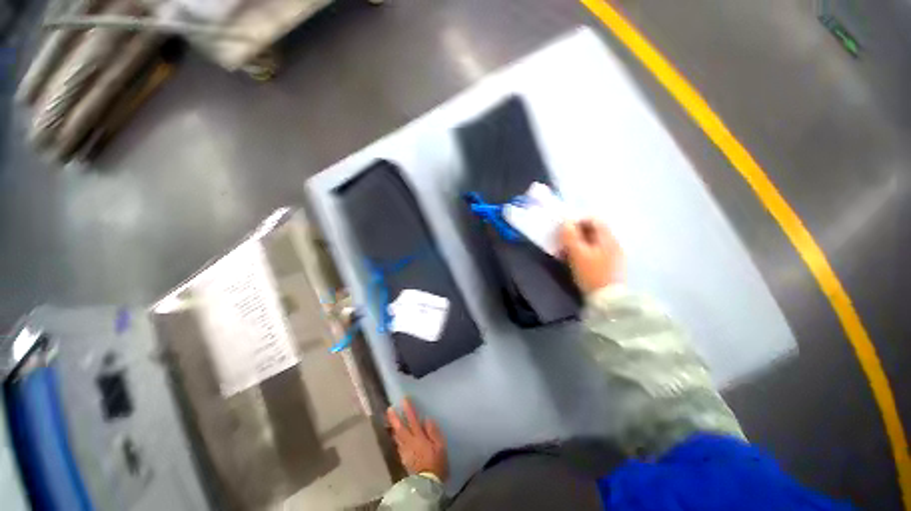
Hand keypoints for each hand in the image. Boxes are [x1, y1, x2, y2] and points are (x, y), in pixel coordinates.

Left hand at [386, 398, 448, 480]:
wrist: (428, 483)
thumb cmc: (437, 462)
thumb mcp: (440, 445)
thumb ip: (433, 431)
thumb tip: (427, 419)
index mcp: (419, 437)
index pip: (413, 420)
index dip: (408, 409)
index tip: (404, 399)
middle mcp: (409, 442)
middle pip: (400, 428)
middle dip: (394, 417)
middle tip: (389, 408)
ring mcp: (405, 451)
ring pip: (396, 436)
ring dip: (393, 426)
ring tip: (389, 419)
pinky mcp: (403, 458)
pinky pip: (398, 444)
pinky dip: (396, 437)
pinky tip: (395, 436)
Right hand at [560, 218, 623, 293]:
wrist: (608, 300)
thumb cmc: (591, 273)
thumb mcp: (577, 253)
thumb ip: (570, 236)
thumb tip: (566, 222)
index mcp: (607, 237)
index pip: (593, 219)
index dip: (577, 222)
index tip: (564, 232)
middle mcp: (613, 243)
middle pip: (593, 232)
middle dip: (575, 236)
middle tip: (562, 245)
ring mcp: (614, 256)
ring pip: (592, 244)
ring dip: (577, 246)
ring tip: (565, 256)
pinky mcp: (611, 267)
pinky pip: (595, 254)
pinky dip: (583, 255)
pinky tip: (576, 264)